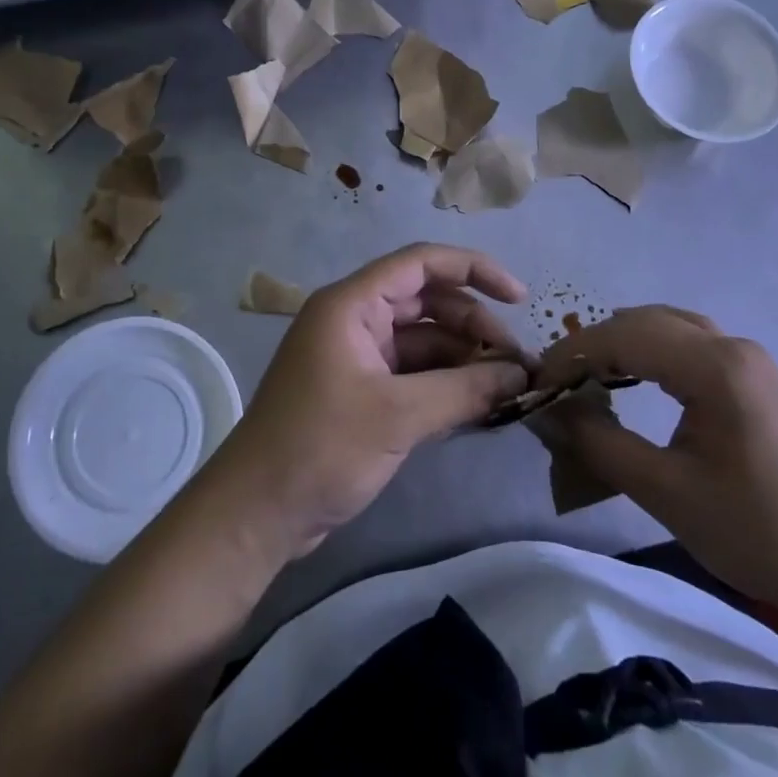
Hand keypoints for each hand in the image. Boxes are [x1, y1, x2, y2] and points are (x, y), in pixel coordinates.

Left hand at [204, 244, 531, 558]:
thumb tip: (520, 374)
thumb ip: (463, 390)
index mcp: (352, 304)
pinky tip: (481, 404)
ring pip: (424, 340)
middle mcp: (355, 320)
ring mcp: (358, 357)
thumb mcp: (397, 416)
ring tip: (510, 386)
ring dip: (465, 358)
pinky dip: (446, 384)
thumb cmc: (319, 447)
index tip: (520, 298)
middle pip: (428, 302)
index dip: (474, 270)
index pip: (421, 263)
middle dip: (475, 324)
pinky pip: (414, 373)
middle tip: (519, 362)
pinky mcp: (362, 392)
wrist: (256, 513)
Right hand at [536, 306, 777, 620]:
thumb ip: (601, 445)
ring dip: (621, 343)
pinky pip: (688, 343)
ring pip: (667, 326)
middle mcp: (731, 346)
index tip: (536, 382)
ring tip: (587, 378)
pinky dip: (650, 351)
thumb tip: (551, 413)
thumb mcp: (668, 494)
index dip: (571, 354)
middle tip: (556, 382)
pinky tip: (635, 380)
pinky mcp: (756, 377)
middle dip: (592, 345)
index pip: (622, 336)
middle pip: (643, 321)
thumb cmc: (762, 533)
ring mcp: (748, 358)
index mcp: (713, 366)